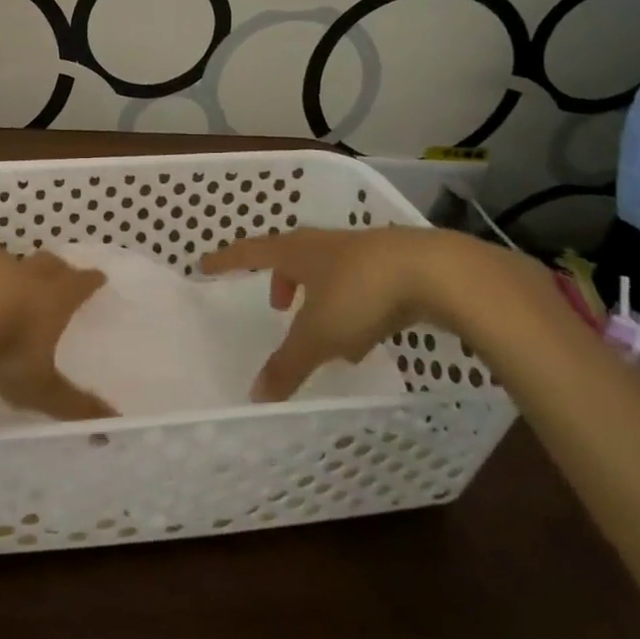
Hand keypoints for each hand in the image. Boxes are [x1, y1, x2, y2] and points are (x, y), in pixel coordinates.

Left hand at [0, 241, 114, 421]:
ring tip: (1, 289)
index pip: (80, 283)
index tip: (98, 277)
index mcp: (53, 296)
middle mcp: (24, 272)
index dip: (90, 281)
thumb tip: (110, 425)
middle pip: (47, 262)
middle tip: (59, 272)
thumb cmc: (6, 345)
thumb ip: (71, 405)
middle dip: (56, 267)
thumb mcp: (39, 385)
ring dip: (8, 272)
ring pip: (5, 262)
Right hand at [200, 226, 489, 401]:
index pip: (249, 252)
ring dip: (317, 294)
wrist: (435, 272)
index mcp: (296, 252)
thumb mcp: (319, 335)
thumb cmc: (361, 294)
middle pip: (289, 256)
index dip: (226, 260)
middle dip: (280, 280)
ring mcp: (360, 250)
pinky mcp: (393, 263)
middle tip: (276, 305)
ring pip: (326, 269)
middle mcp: (322, 244)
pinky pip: (358, 281)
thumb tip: (255, 394)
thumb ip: (288, 364)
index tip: (204, 263)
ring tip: (324, 330)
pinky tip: (366, 333)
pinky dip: (350, 303)